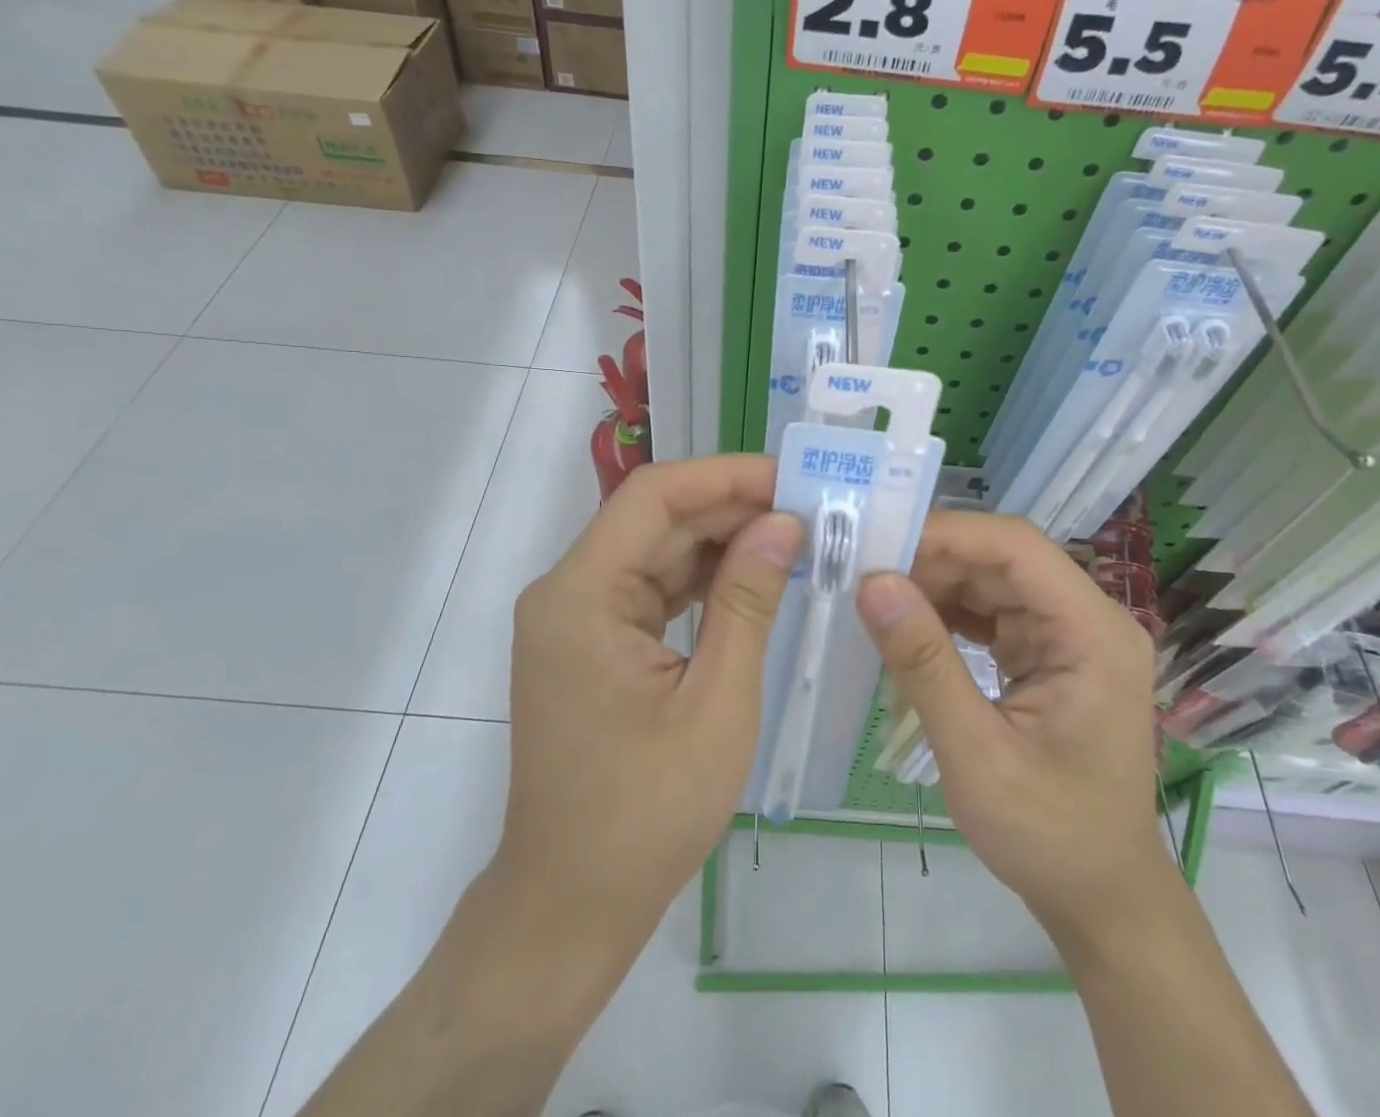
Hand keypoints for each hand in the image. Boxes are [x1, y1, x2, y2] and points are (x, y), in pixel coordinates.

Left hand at [496, 455, 801, 958]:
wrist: (571, 903)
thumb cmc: (646, 814)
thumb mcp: (716, 702)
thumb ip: (748, 601)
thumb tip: (784, 522)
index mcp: (582, 594)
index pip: (654, 496)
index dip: (725, 476)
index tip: (793, 478)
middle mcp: (569, 590)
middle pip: (656, 518)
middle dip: (733, 507)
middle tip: (810, 508)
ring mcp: (578, 616)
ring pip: (658, 549)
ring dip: (723, 541)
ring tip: (796, 536)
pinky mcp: (594, 640)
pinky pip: (653, 587)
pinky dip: (703, 579)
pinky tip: (755, 577)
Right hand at [856, 512, 1168, 942]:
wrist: (1101, 898)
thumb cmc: (1050, 836)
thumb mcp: (977, 755)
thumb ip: (924, 664)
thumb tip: (872, 582)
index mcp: (1093, 632)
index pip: (1017, 548)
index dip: (948, 534)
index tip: (879, 542)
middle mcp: (1087, 619)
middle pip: (1002, 558)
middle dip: (932, 560)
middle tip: (863, 572)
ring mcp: (1068, 634)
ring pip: (991, 580)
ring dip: (934, 585)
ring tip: (875, 598)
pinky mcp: (1047, 652)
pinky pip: (990, 611)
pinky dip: (946, 613)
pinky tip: (907, 626)